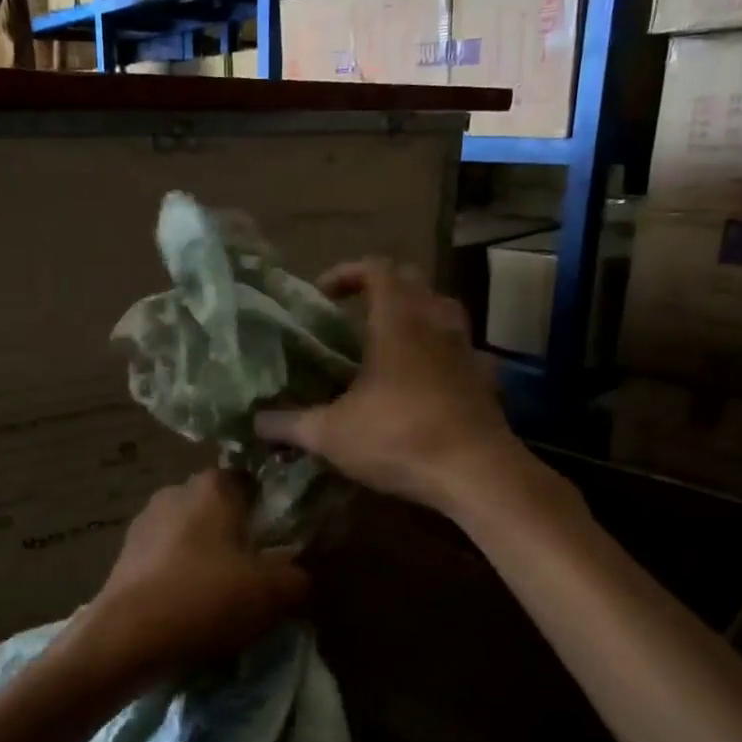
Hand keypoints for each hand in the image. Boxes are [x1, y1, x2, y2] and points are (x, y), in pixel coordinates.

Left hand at [75, 471, 307, 690]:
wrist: (127, 637)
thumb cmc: (206, 598)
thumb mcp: (273, 592)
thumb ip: (298, 576)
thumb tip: (299, 575)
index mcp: (213, 486)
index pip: (250, 480)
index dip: (268, 506)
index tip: (280, 538)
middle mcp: (175, 491)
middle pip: (218, 506)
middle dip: (235, 533)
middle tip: (255, 570)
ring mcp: (144, 521)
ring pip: (188, 532)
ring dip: (204, 555)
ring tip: (220, 595)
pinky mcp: (124, 554)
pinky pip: (164, 558)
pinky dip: (178, 575)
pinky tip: (188, 606)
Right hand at [254, 259, 537, 513]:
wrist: (476, 472)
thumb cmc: (399, 437)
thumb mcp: (331, 434)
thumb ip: (289, 424)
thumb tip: (256, 422)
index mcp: (398, 320)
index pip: (377, 268)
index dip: (348, 272)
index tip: (323, 294)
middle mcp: (436, 323)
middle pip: (413, 281)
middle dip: (382, 288)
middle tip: (354, 313)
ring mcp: (467, 349)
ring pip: (444, 310)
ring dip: (416, 314)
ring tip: (390, 341)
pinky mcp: (485, 379)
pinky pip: (463, 350)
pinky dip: (442, 353)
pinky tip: (428, 379)